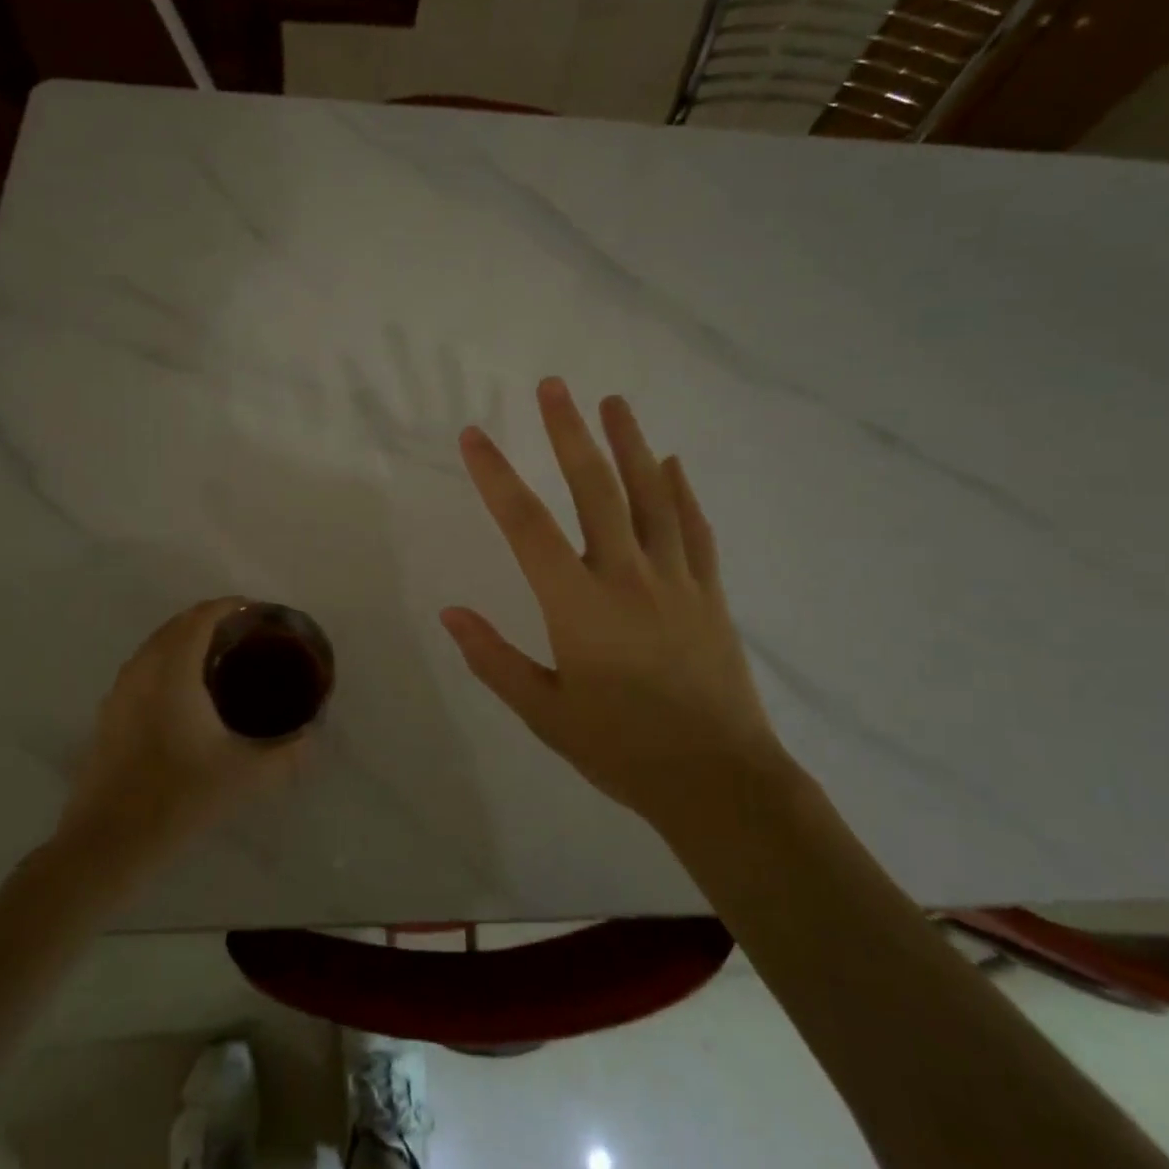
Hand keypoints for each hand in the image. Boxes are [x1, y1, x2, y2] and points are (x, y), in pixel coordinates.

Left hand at [60, 597, 304, 861]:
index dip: (230, 606)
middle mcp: (142, 670)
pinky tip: (186, 696)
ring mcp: (119, 692)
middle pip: (177, 625)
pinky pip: (142, 670)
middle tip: (247, 636)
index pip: (201, 617)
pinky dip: (166, 664)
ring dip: (185, 641)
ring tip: (220, 660)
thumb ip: (287, 754)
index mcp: (173, 671)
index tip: (258, 613)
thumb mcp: (246, 777)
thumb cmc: (178, 799)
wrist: (105, 846)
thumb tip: (313, 738)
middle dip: (211, 621)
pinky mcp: (107, 716)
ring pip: (155, 647)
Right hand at [440, 378, 793, 832]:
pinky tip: (672, 463)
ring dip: (630, 443)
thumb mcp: (545, 712)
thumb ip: (494, 658)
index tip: (474, 435)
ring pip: (651, 495)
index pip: (526, 525)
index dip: (496, 475)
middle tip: (554, 386)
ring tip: (614, 402)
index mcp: (578, 604)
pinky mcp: (709, 592)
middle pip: (595, 488)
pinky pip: (694, 528)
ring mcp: (675, 579)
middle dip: (570, 432)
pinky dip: (681, 491)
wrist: (718, 781)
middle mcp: (627, 576)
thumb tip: (450, 613)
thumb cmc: (622, 749)